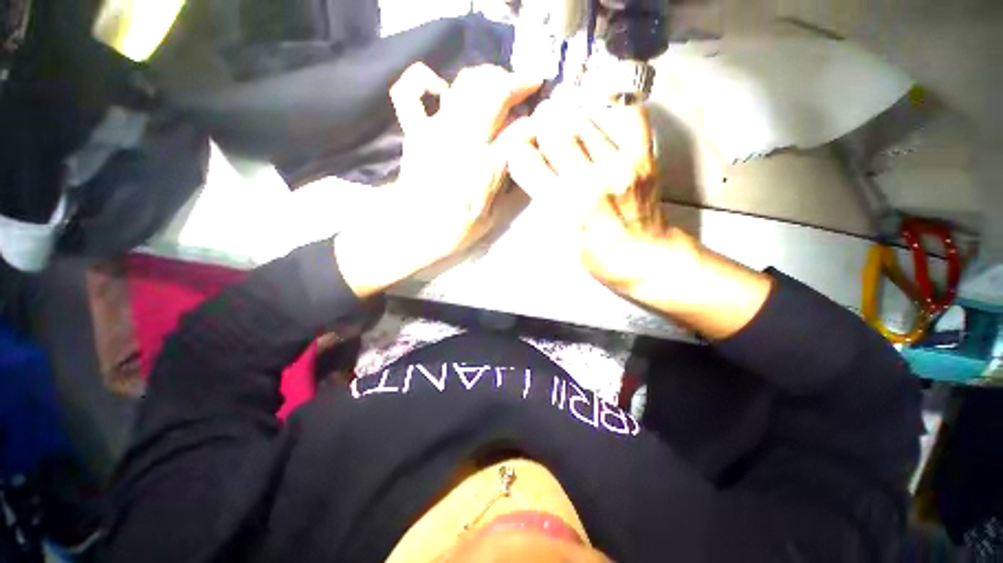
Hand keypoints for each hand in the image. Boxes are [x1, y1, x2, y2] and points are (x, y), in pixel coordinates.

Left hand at [335, 63, 539, 297]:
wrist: (412, 231)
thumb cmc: (455, 230)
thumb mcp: (494, 218)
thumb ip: (515, 189)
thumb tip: (531, 163)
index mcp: (485, 167)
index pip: (521, 130)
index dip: (537, 124)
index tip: (542, 125)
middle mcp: (462, 140)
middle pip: (495, 92)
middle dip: (518, 82)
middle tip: (531, 85)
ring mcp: (435, 130)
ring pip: (464, 83)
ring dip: (487, 76)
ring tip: (500, 82)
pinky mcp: (415, 129)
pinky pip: (411, 90)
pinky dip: (425, 80)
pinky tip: (442, 88)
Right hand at [507, 100, 685, 292]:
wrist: (644, 258)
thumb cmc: (597, 256)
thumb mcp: (560, 239)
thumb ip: (545, 204)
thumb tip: (535, 171)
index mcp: (562, 207)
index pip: (527, 162)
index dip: (518, 151)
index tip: (522, 150)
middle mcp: (587, 182)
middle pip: (555, 134)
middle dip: (542, 127)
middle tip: (541, 126)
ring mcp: (618, 167)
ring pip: (585, 123)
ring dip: (569, 118)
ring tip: (565, 119)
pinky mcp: (644, 160)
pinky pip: (631, 117)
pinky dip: (616, 106)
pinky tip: (603, 107)